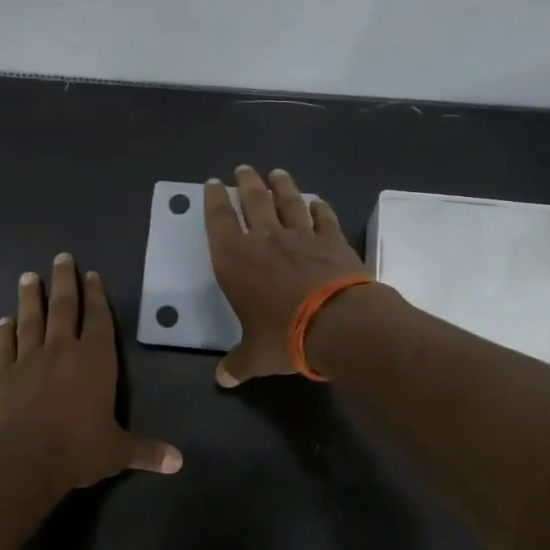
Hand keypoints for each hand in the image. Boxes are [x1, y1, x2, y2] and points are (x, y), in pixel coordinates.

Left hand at [0, 252, 181, 493]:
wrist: (22, 459)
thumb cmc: (78, 448)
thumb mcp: (117, 451)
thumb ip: (146, 451)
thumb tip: (179, 462)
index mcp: (95, 360)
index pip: (98, 319)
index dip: (96, 296)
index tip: (90, 274)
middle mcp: (62, 350)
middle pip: (63, 307)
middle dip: (63, 281)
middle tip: (60, 257)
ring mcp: (29, 360)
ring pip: (30, 320)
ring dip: (29, 298)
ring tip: (27, 276)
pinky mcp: (2, 375)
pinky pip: (4, 347)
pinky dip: (3, 333)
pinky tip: (3, 321)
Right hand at [203, 165, 369, 386]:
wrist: (337, 323)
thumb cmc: (283, 336)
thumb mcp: (255, 356)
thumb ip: (238, 363)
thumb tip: (223, 380)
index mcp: (235, 259)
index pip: (219, 221)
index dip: (213, 201)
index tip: (212, 184)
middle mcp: (265, 239)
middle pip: (253, 200)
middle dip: (246, 183)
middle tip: (243, 169)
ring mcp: (302, 236)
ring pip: (289, 201)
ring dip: (282, 186)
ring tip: (277, 173)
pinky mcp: (333, 241)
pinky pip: (324, 218)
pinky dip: (320, 208)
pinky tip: (317, 201)